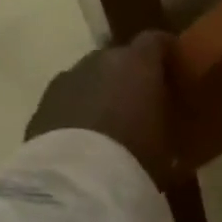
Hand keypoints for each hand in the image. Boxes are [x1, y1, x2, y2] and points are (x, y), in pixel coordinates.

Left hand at [27, 32, 182, 189]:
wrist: (80, 180)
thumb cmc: (139, 158)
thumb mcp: (170, 147)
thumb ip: (170, 127)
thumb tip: (171, 132)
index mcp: (137, 65)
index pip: (156, 41)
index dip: (168, 51)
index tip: (178, 66)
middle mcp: (100, 61)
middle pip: (120, 58)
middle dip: (133, 76)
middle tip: (146, 102)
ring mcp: (66, 79)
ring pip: (91, 78)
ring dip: (103, 93)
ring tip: (115, 123)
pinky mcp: (43, 103)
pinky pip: (69, 101)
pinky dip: (80, 112)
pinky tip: (90, 139)